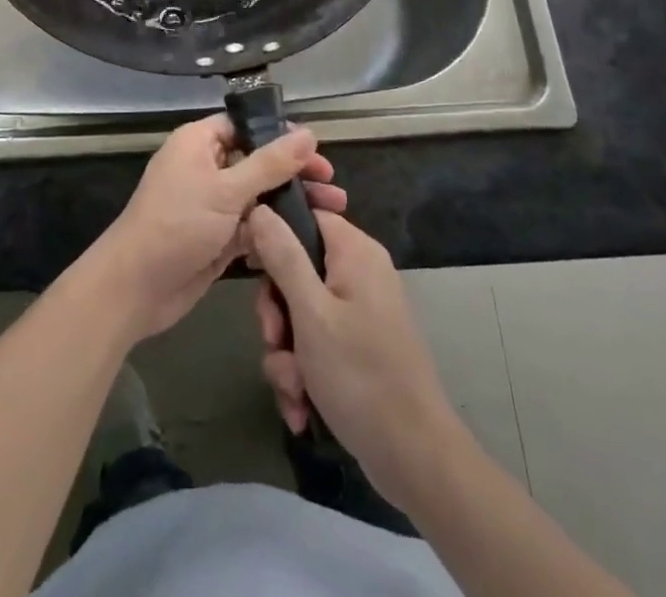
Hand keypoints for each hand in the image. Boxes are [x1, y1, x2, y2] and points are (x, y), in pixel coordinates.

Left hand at [89, 114, 345, 343]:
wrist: (136, 287)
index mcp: (198, 142)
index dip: (280, 135)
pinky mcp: (217, 237)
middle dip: (294, 174)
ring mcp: (211, 204)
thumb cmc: (178, 224)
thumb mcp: (227, 189)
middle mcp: (205, 167)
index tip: (317, 150)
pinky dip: (274, 231)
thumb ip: (270, 163)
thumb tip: (308, 133)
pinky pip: (252, 227)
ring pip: (258, 196)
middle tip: (332, 187)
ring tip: (333, 213)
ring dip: (291, 204)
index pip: (245, 126)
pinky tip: (306, 240)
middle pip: (257, 162)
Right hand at [248, 206, 458, 510]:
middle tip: (274, 340)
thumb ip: (283, 256)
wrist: (416, 460)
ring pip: (300, 314)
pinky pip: (316, 344)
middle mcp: (359, 273)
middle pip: (297, 269)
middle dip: (277, 313)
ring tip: (293, 388)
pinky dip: (304, 373)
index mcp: (355, 252)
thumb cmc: (361, 375)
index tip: (249, 264)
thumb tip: (259, 207)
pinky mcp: (359, 348)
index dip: (273, 233)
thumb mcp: (310, 313)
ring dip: (286, 353)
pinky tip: (302, 406)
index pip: (306, 215)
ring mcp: (360, 312)